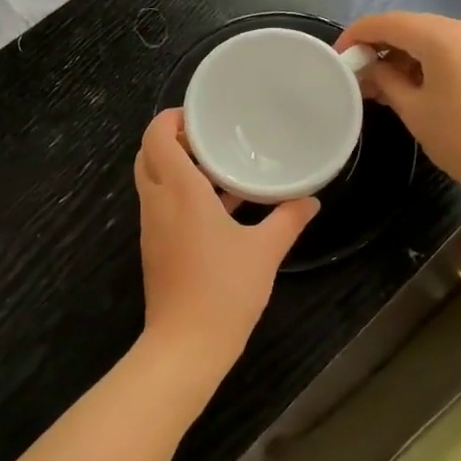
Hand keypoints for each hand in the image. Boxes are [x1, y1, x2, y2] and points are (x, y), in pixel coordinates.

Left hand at [134, 109, 318, 388]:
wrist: (186, 345)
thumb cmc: (225, 290)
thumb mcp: (265, 251)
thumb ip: (288, 220)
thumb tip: (311, 200)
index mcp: (179, 191)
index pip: (155, 137)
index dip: (170, 118)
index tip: (199, 115)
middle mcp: (158, 203)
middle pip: (148, 155)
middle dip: (172, 140)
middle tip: (209, 138)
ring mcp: (152, 227)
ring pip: (153, 181)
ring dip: (176, 167)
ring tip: (218, 165)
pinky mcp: (155, 247)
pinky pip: (161, 205)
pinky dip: (180, 194)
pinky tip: (218, 206)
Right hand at [337, 11, 460, 211]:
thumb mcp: (413, 110)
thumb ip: (386, 80)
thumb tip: (372, 68)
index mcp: (443, 36)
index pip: (387, 22)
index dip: (357, 34)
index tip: (338, 56)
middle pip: (410, 25)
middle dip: (380, 45)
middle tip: (357, 73)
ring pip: (431, 36)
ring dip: (403, 53)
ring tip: (382, 84)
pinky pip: (451, 48)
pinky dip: (427, 59)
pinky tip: (413, 85)